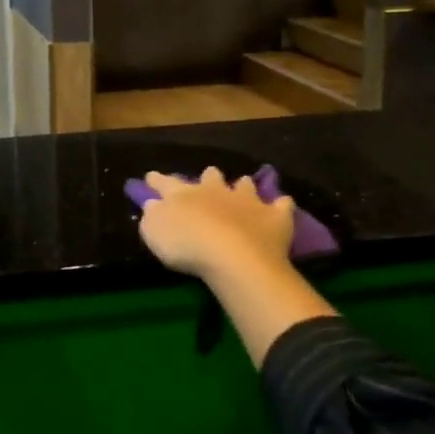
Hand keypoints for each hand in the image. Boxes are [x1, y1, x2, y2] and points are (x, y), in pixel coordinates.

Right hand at [137, 168, 331, 369]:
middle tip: (207, 180)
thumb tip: (153, 204)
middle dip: (208, 177)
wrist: (233, 257)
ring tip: (243, 188)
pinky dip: (281, 205)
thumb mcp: (154, 232)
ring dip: (243, 186)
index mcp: (183, 194)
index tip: (151, 177)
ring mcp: (247, 201)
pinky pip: (282, 205)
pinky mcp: (274, 217)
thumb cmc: (186, 245)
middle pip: (210, 176)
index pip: (165, 182)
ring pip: (245, 185)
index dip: (156, 180)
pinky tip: (282, 206)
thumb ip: (153, 215)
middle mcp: (215, 190)